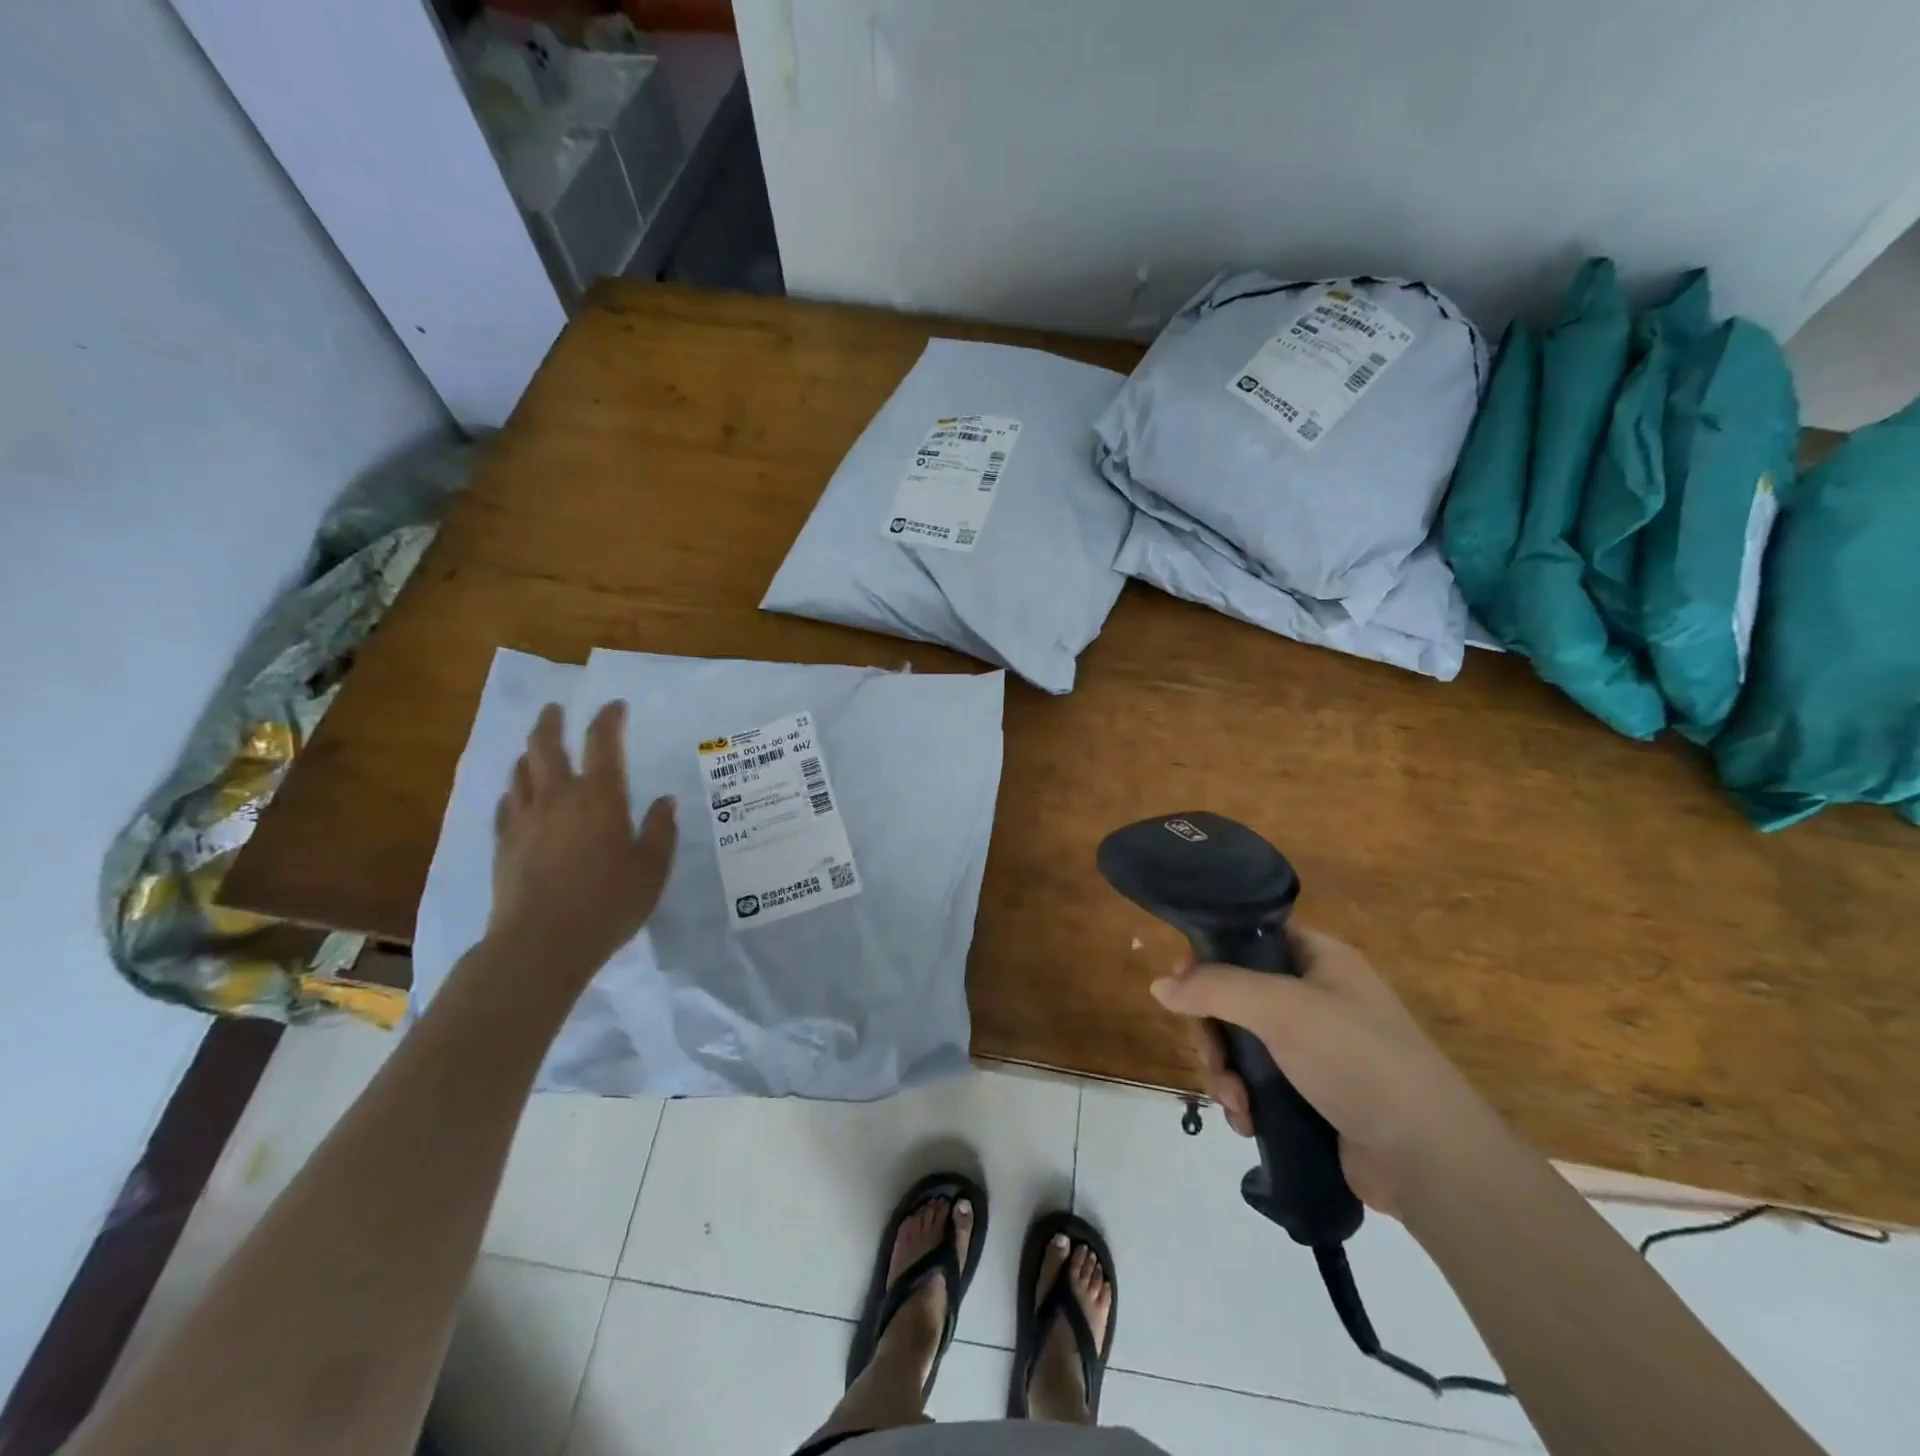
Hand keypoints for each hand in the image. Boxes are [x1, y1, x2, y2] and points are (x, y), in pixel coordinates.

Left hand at [489, 700, 676, 980]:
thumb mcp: (652, 870)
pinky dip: (513, 791)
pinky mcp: (504, 845)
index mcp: (600, 798)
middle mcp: (558, 798)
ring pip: (521, 772)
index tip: (614, 706)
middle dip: (551, 722)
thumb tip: (665, 802)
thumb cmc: (608, 904)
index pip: (603, 743)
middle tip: (555, 709)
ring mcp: (525, 820)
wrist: (542, 944)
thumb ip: (660, 831)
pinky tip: (515, 795)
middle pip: (546, 746)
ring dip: (529, 753)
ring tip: (535, 748)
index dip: (608, 719)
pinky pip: (506, 805)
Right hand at [1150, 927, 1497, 1214]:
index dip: (1211, 957)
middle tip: (1212, 1058)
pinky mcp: (1313, 1096)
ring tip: (1235, 1103)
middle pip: (1236, 997)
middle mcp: (1316, 997)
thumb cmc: (1357, 1059)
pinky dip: (1244, 1101)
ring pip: (1242, 1045)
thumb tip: (1158, 985)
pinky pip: (1259, 1085)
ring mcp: (1315, 1050)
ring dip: (1225, 1072)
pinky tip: (1247, 1123)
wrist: (1430, 1160)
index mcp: (1319, 959)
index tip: (1183, 987)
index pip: (1250, 939)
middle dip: (1214, 1031)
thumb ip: (1215, 989)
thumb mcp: (1281, 1008)